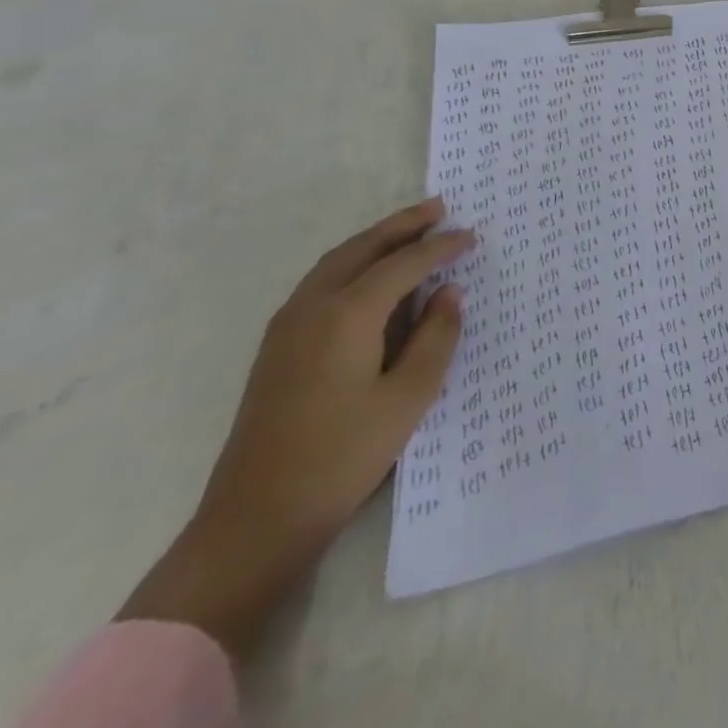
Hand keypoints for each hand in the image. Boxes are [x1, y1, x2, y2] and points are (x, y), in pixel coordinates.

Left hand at [117, 198, 471, 661]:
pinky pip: (320, 284)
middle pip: (361, 249)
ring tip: (410, 231)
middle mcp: (312, 309)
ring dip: (374, 241)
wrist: (255, 519)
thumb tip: (449, 293)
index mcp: (347, 316)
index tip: (472, 235)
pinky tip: (372, 277)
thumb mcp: (409, 396)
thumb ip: (436, 336)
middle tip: (439, 208)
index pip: (403, 264)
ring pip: (335, 263)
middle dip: (401, 226)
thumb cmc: (344, 455)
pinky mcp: (277, 348)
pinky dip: (353, 264)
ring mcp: (286, 328)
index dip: (441, 247)